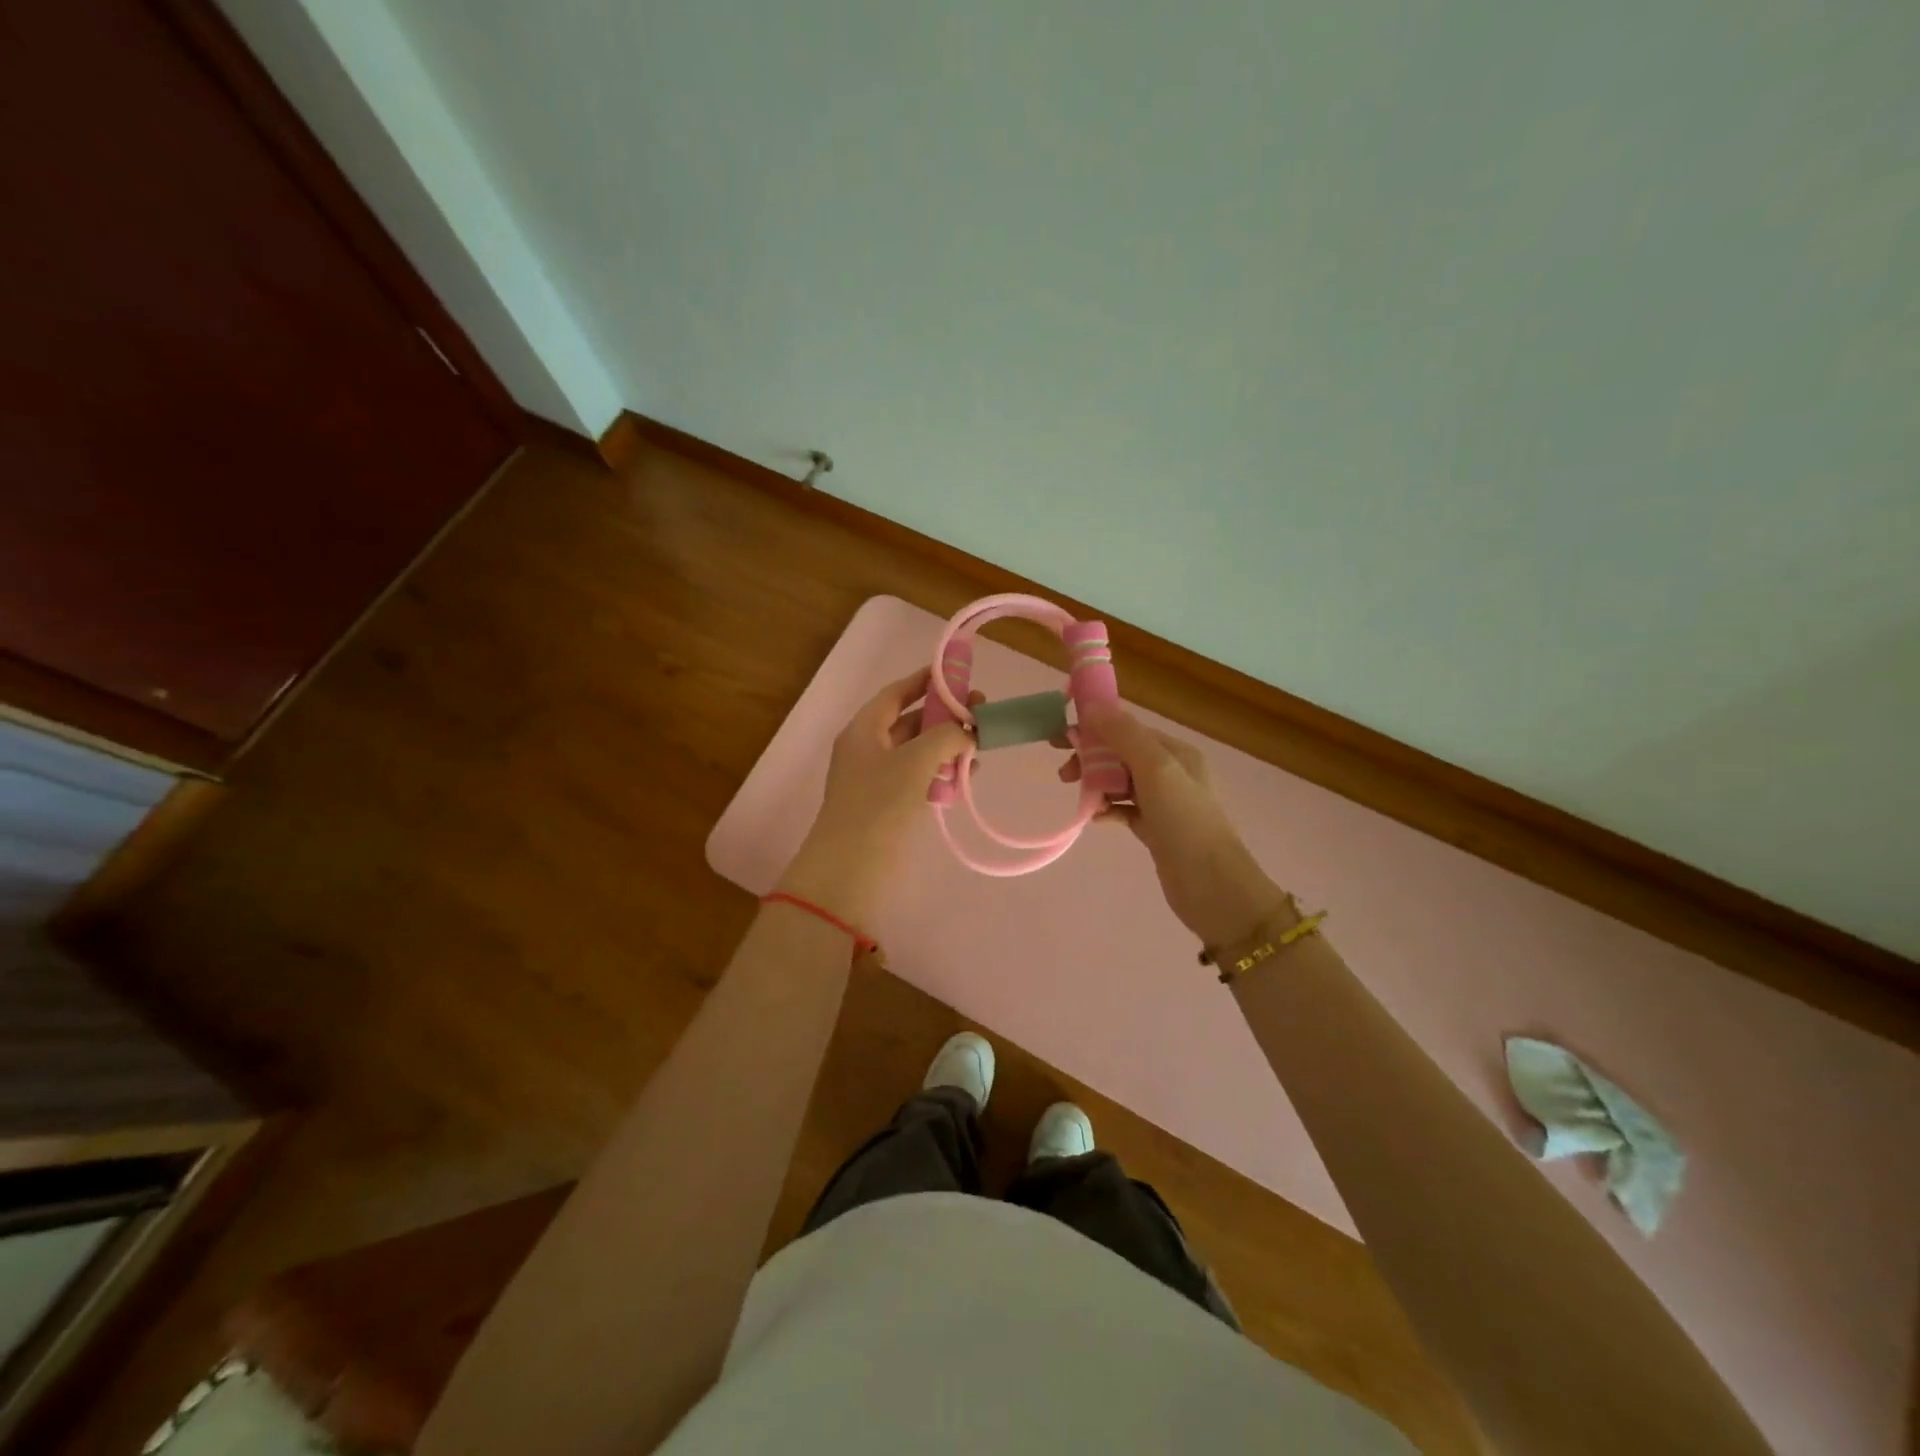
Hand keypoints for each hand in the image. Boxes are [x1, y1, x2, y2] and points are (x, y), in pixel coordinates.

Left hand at [780, 668, 969, 923]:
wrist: (849, 869)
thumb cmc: (879, 806)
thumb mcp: (915, 761)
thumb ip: (945, 736)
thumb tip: (965, 731)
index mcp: (863, 729)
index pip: (895, 694)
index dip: (925, 681)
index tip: (957, 674)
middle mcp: (867, 748)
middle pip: (909, 721)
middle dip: (944, 717)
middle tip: (980, 715)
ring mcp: (876, 779)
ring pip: (916, 751)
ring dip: (946, 747)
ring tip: (979, 747)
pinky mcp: (887, 806)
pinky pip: (917, 778)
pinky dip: (940, 773)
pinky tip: (965, 777)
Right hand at [1063, 703, 1293, 946]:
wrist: (1212, 886)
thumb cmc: (1185, 821)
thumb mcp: (1155, 769)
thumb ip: (1124, 735)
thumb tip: (1092, 707)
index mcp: (1175, 752)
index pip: (1128, 729)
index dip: (1094, 729)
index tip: (1061, 738)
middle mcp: (1170, 772)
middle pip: (1120, 754)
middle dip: (1091, 758)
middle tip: (1064, 774)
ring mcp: (1163, 802)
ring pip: (1119, 781)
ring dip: (1096, 784)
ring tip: (1078, 797)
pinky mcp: (1154, 829)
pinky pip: (1123, 809)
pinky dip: (1106, 809)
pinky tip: (1094, 818)